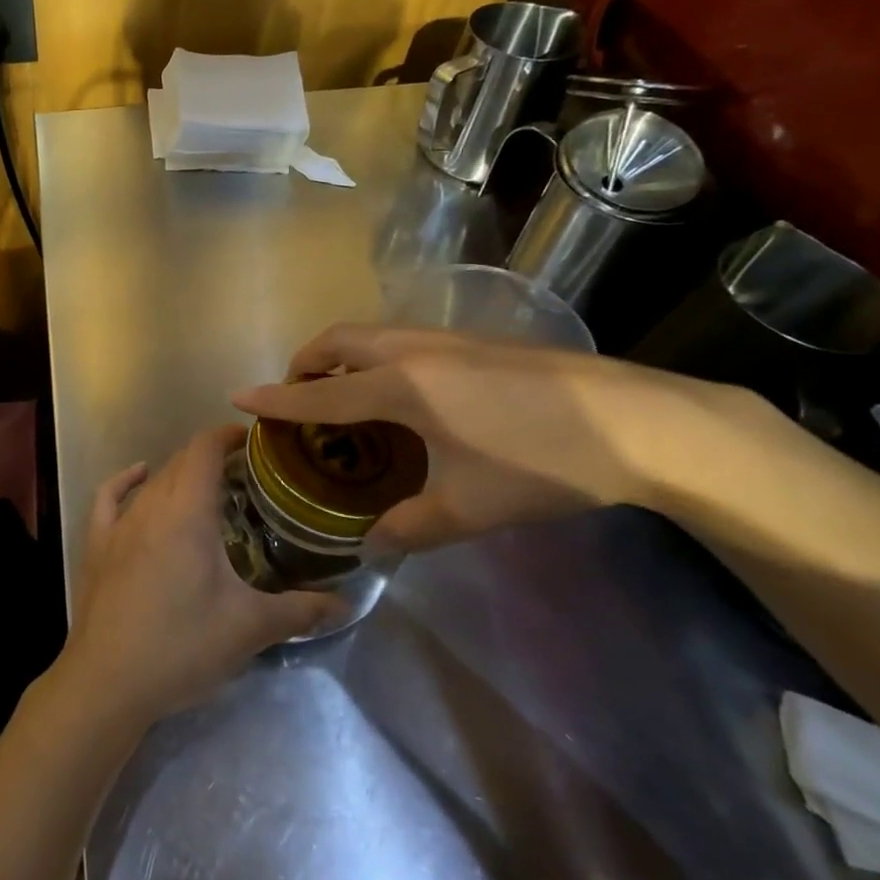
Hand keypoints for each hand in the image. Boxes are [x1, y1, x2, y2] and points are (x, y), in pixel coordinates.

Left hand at [62, 425, 347, 725]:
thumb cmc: (182, 647)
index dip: (227, 435)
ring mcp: (118, 524)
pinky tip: (138, 476)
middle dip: (211, 456)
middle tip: (245, 472)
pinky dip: (125, 480)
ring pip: (152, 481)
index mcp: (187, 512)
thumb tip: (345, 603)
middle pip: (181, 462)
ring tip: (208, 486)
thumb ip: (300, 611)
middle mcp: (151, 506)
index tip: (254, 440)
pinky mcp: (96, 545)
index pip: (204, 450)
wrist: (108, 682)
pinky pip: (109, 498)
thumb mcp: (249, 628)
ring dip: (180, 474)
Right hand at [232, 324, 732, 551]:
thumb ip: (411, 527)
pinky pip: (402, 341)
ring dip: (343, 357)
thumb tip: (371, 544)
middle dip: (307, 363)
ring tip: (344, 398)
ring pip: (372, 335)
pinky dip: (376, 359)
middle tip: (298, 398)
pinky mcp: (476, 342)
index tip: (239, 396)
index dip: (276, 399)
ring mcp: (447, 340)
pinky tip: (404, 399)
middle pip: (339, 341)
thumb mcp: (471, 508)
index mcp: (402, 387)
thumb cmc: (544, 464)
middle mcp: (414, 352)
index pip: (320, 394)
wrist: (640, 422)